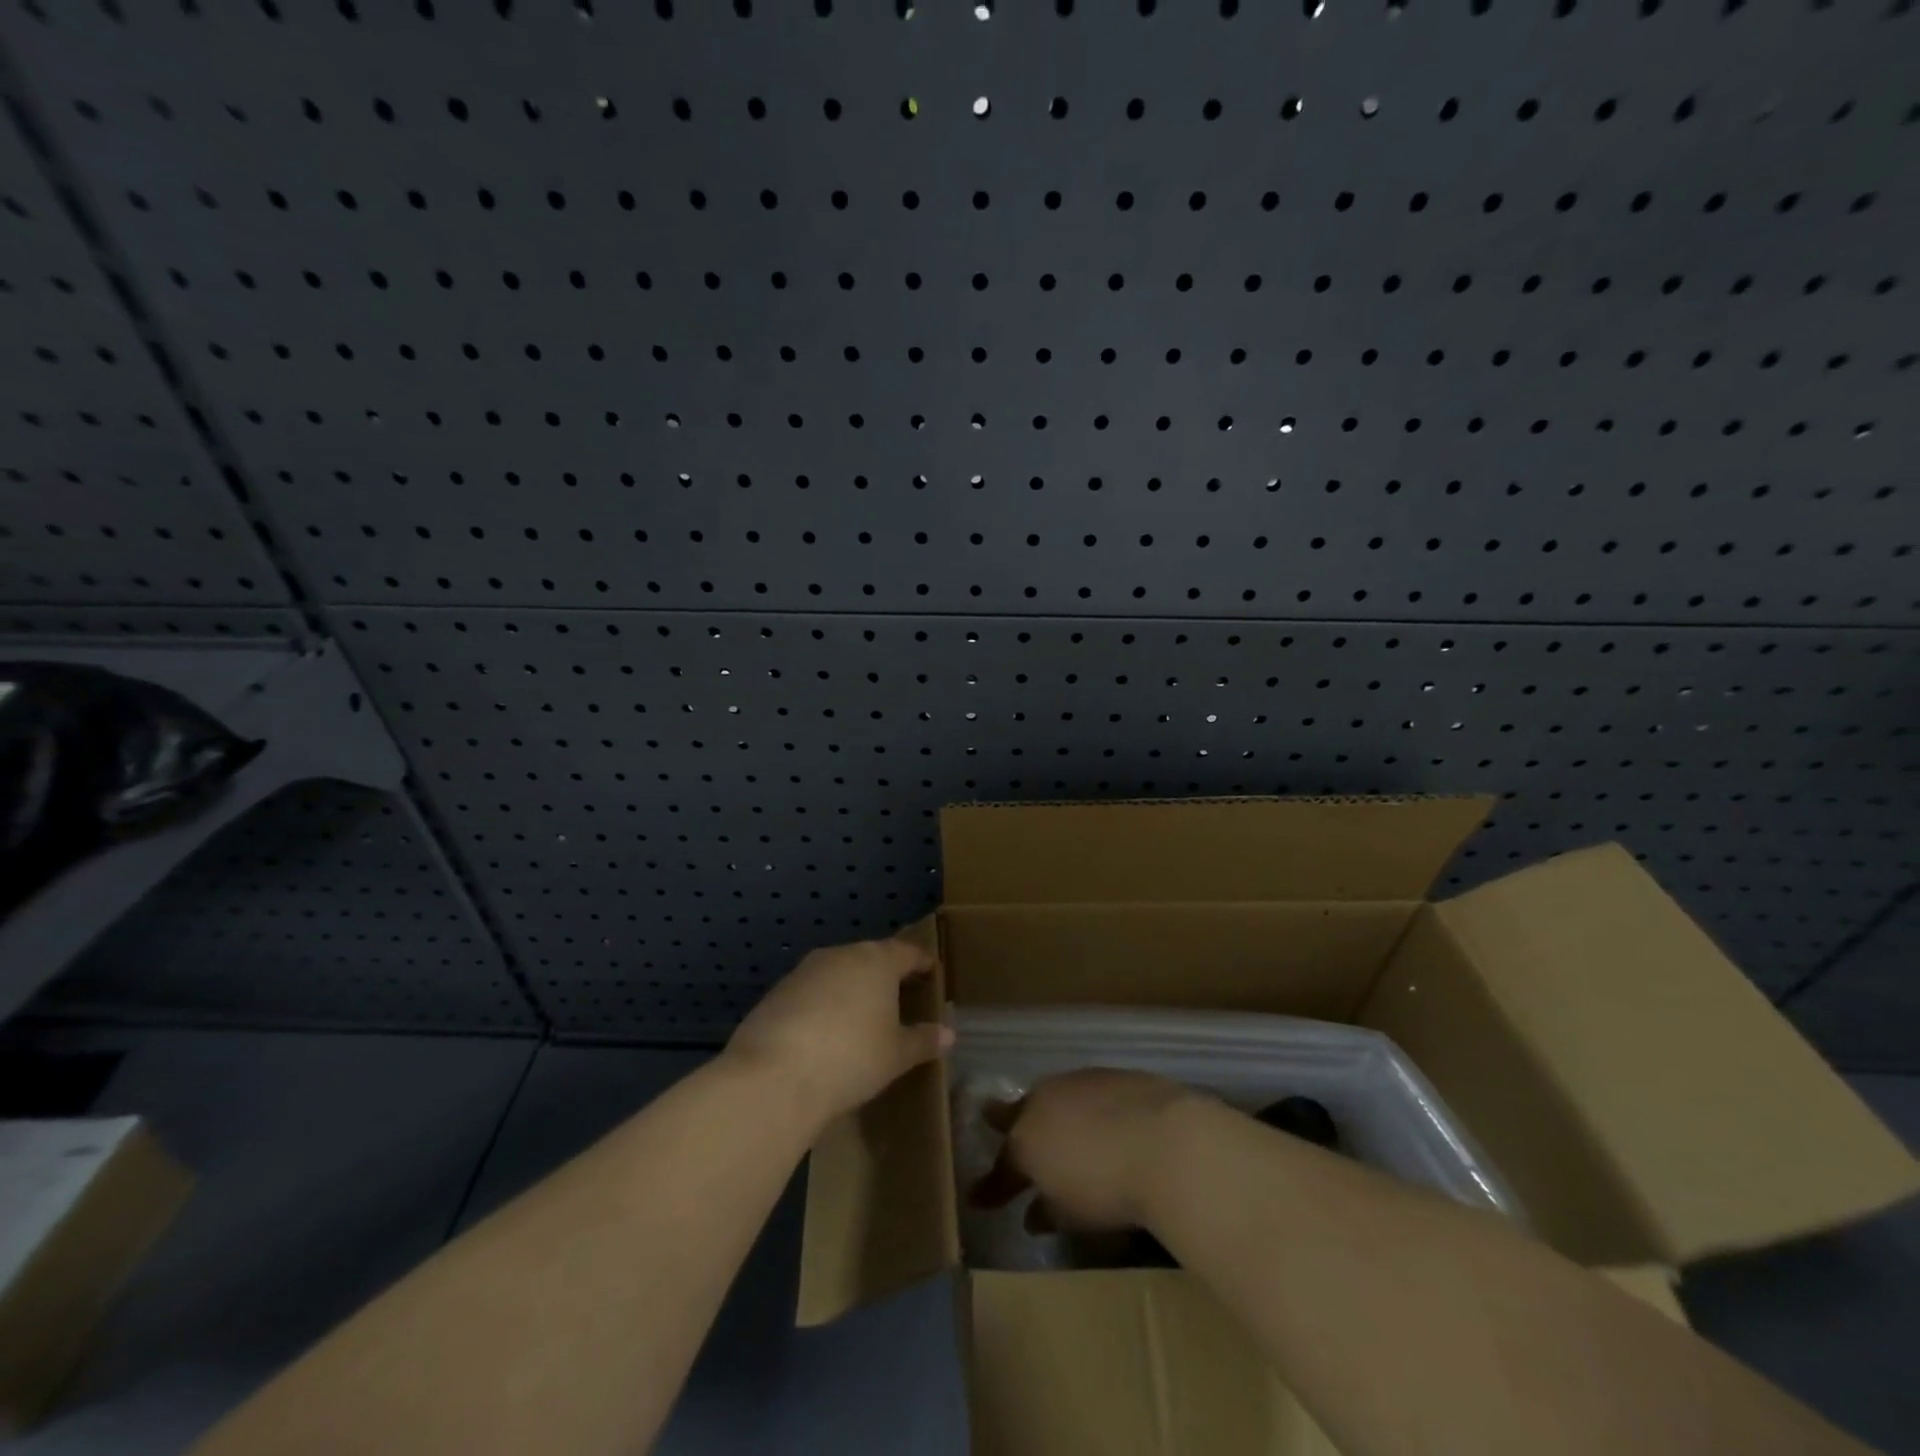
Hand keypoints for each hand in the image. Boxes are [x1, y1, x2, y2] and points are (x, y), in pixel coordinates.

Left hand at [727, 937, 951, 1126]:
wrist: (774, 1075)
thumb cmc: (851, 1057)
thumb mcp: (896, 1055)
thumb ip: (923, 1040)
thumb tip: (948, 1034)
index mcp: (877, 960)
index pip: (907, 952)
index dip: (922, 962)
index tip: (931, 971)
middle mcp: (841, 955)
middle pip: (871, 958)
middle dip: (885, 975)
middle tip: (900, 996)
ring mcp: (805, 970)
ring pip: (838, 973)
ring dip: (852, 989)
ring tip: (862, 1016)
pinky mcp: (777, 992)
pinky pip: (811, 992)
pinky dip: (823, 1005)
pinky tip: (825, 1033)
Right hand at [970, 1069, 1197, 1230]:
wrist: (1164, 1142)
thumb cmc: (1108, 1189)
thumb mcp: (1071, 1214)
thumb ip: (1048, 1211)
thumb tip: (1034, 1214)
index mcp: (1025, 1141)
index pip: (1001, 1169)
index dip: (990, 1188)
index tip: (977, 1199)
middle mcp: (1043, 1102)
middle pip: (1016, 1113)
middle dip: (1003, 1120)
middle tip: (990, 1117)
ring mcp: (1077, 1082)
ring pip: (1051, 1096)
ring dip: (1048, 1112)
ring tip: (1051, 1124)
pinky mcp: (1110, 1073)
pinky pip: (1085, 1091)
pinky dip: (1084, 1106)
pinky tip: (1098, 1119)